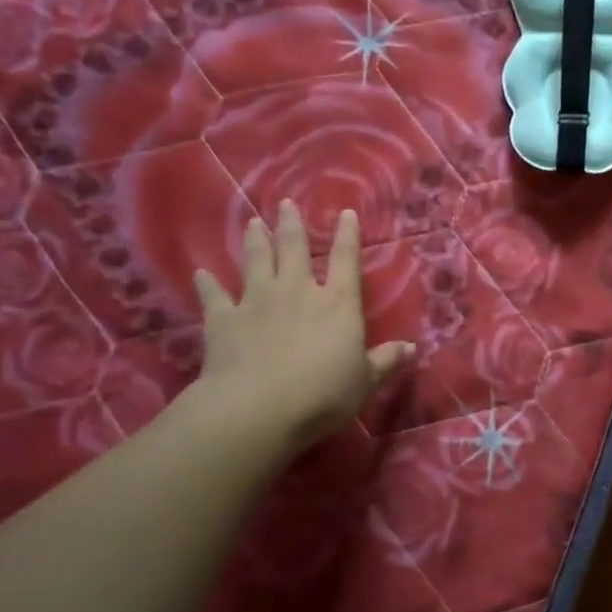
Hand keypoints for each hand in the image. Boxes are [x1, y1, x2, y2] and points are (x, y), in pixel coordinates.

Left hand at [190, 200, 411, 451]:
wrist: (259, 408)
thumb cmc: (324, 394)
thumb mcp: (365, 381)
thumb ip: (386, 361)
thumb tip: (411, 348)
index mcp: (338, 303)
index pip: (346, 260)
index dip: (348, 236)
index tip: (347, 213)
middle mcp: (297, 291)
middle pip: (295, 249)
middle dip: (293, 225)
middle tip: (286, 204)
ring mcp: (257, 302)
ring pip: (256, 261)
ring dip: (256, 241)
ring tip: (255, 223)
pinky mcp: (224, 320)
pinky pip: (214, 296)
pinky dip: (206, 284)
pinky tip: (200, 274)